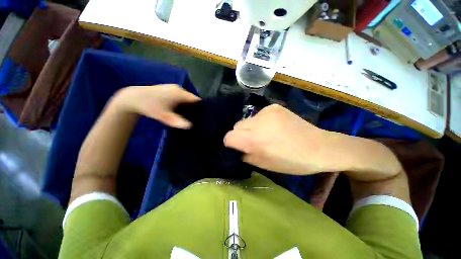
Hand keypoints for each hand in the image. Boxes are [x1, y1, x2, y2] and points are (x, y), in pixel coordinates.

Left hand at [114, 84, 200, 128]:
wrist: (134, 98)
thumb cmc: (150, 107)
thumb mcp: (164, 116)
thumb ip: (177, 122)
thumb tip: (190, 126)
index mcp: (179, 93)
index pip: (196, 99)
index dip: (200, 107)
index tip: (201, 116)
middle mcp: (179, 88)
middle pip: (192, 98)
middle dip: (194, 107)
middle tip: (194, 117)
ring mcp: (174, 87)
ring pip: (186, 97)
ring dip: (188, 105)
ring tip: (188, 115)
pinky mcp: (170, 88)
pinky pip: (181, 95)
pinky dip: (182, 102)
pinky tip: (179, 109)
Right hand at [224, 104, 351, 174]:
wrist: (319, 147)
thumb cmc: (292, 161)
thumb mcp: (265, 165)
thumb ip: (246, 156)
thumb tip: (238, 149)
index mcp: (255, 140)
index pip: (229, 137)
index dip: (230, 143)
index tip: (237, 147)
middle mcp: (258, 123)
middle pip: (236, 126)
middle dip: (240, 135)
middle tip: (252, 142)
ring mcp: (267, 112)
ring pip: (247, 120)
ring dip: (251, 128)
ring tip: (265, 134)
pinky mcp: (274, 107)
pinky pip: (259, 115)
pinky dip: (261, 122)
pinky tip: (273, 127)